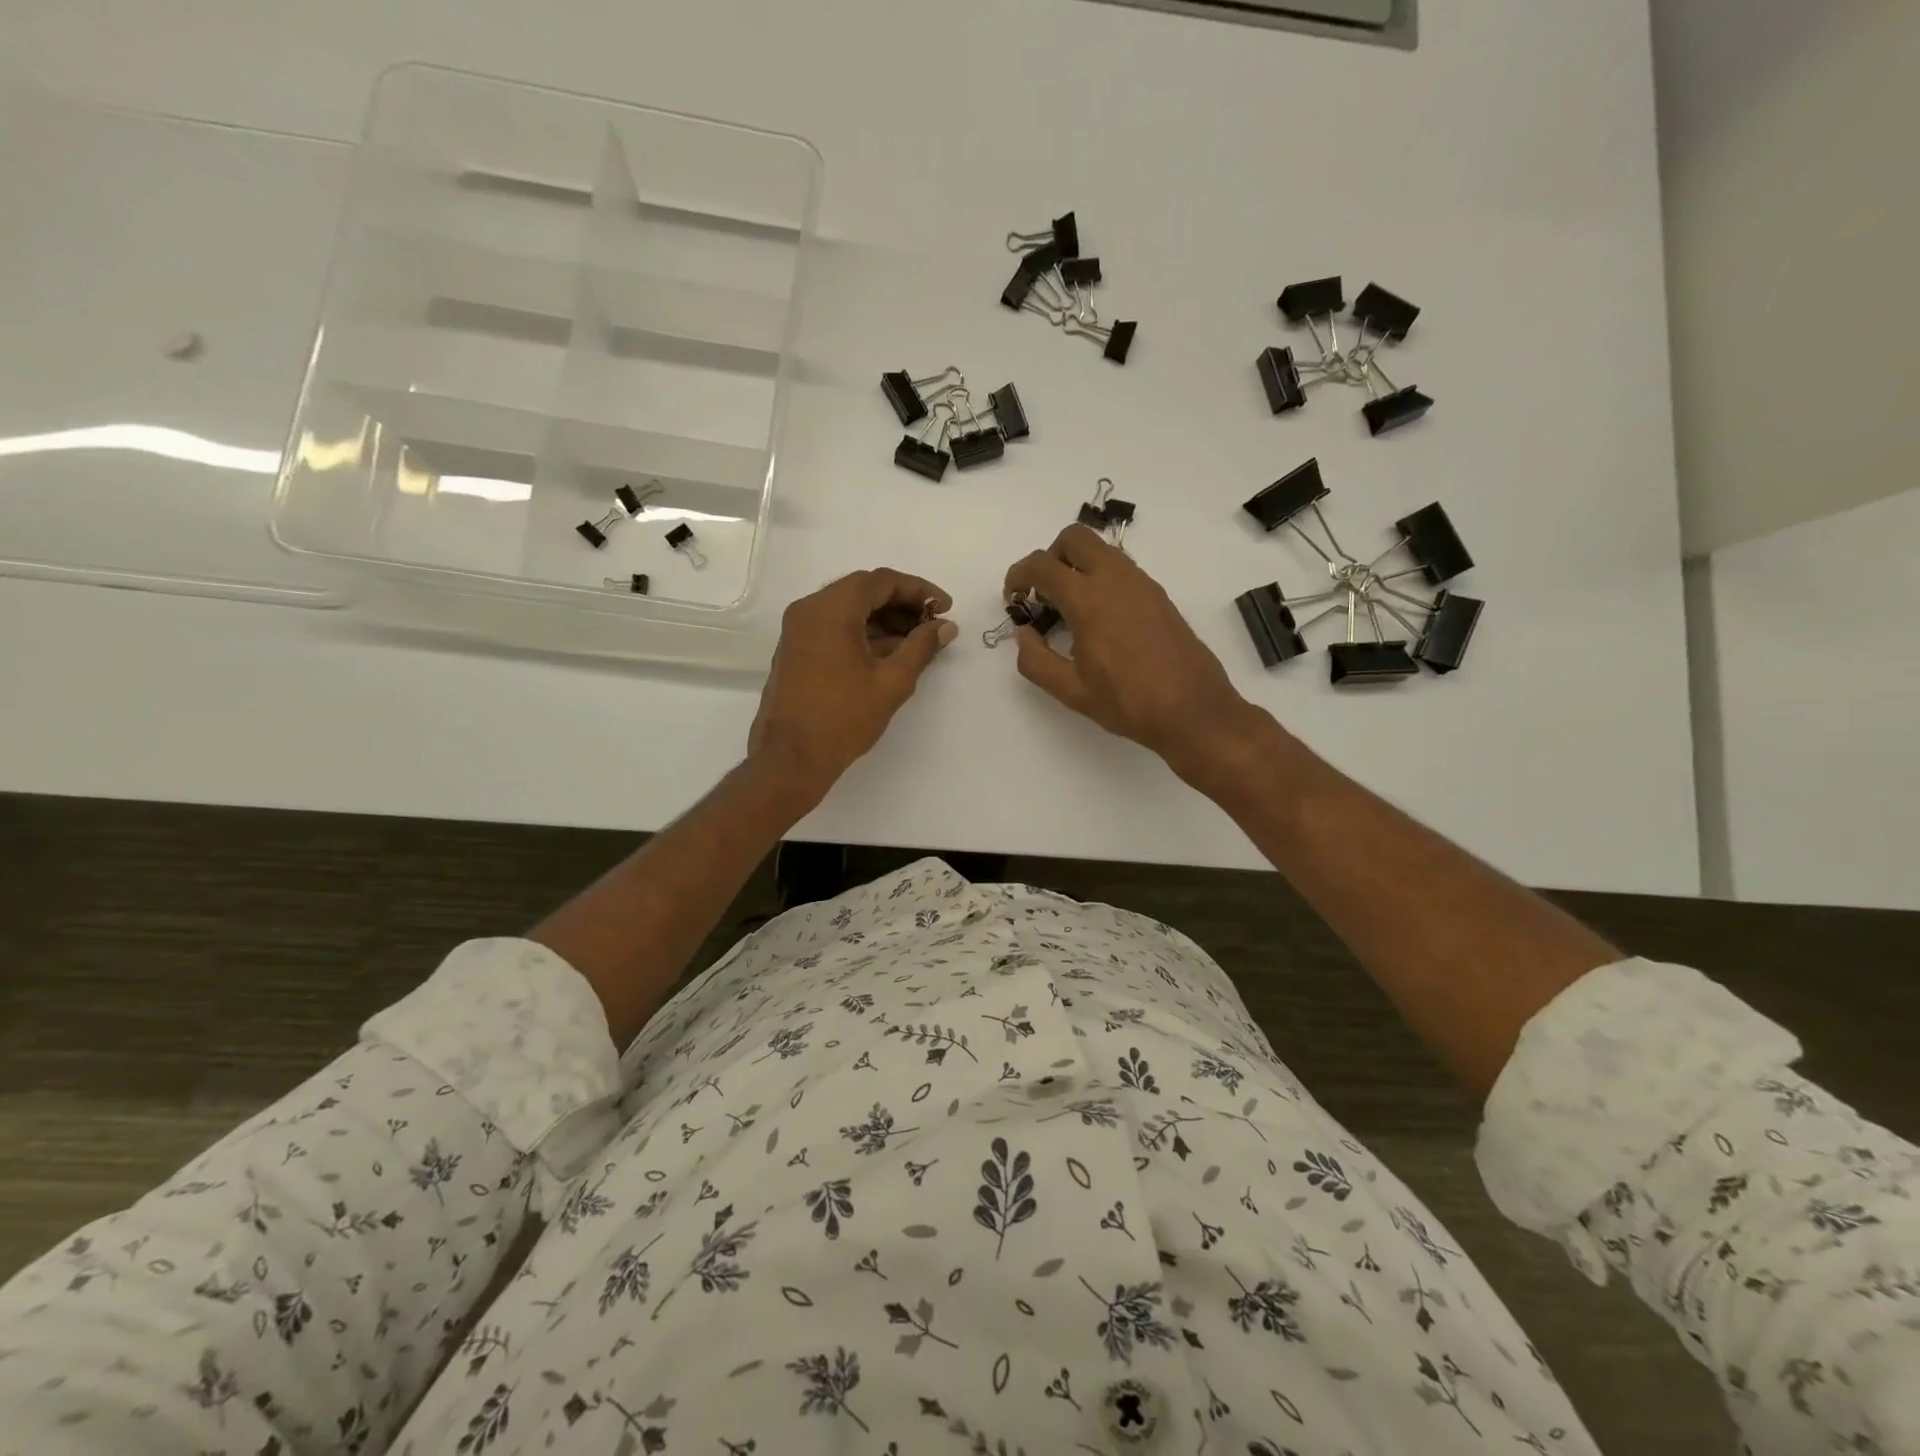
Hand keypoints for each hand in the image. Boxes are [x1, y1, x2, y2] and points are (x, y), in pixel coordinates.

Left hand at [749, 568, 956, 803]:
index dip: (918, 590)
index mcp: (830, 609)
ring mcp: (798, 630)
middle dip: (902, 604)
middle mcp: (809, 610)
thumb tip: (945, 626)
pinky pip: (834, 627)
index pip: (881, 581)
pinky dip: (863, 633)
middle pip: (863, 591)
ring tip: (917, 642)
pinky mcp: (796, 650)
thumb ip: (921, 647)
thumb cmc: (843, 718)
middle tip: (933, 624)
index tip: (945, 607)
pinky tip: (890, 654)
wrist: (791, 759)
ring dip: (884, 620)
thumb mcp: (892, 682)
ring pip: (848, 609)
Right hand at [1004, 525, 1260, 780]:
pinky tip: (1099, 618)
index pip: (1043, 565)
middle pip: (1074, 537)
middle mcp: (1116, 579)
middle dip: (1050, 557)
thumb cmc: (1128, 703)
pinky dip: (1100, 577)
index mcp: (1089, 600)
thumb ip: (1035, 659)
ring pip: (1101, 549)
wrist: (1193, 710)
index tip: (1013, 598)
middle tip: (1043, 594)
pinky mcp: (1158, 594)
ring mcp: (1142, 583)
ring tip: (1070, 609)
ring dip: (1077, 565)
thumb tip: (1024, 633)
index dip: (1018, 575)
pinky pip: (1121, 568)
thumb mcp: (1071, 690)